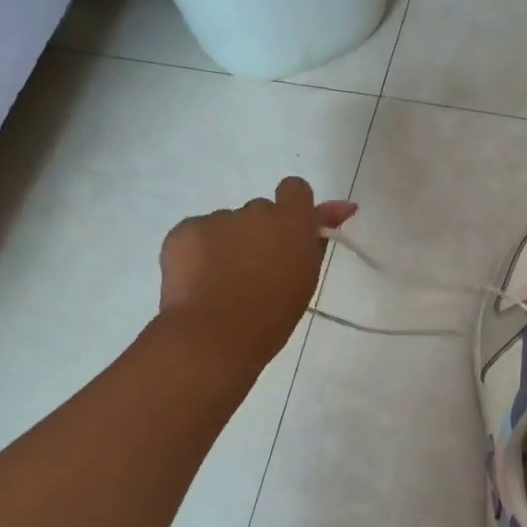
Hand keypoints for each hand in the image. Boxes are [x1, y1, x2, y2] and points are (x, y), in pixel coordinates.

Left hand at [160, 178, 357, 365]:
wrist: (213, 337)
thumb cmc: (271, 316)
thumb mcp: (305, 278)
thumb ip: (317, 239)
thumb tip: (343, 206)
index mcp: (292, 222)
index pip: (295, 189)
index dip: (292, 208)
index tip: (288, 234)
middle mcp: (255, 210)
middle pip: (259, 212)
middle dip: (258, 234)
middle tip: (253, 272)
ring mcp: (217, 218)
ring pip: (226, 225)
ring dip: (227, 245)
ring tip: (221, 285)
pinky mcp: (184, 230)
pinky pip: (196, 234)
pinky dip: (198, 253)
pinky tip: (198, 282)